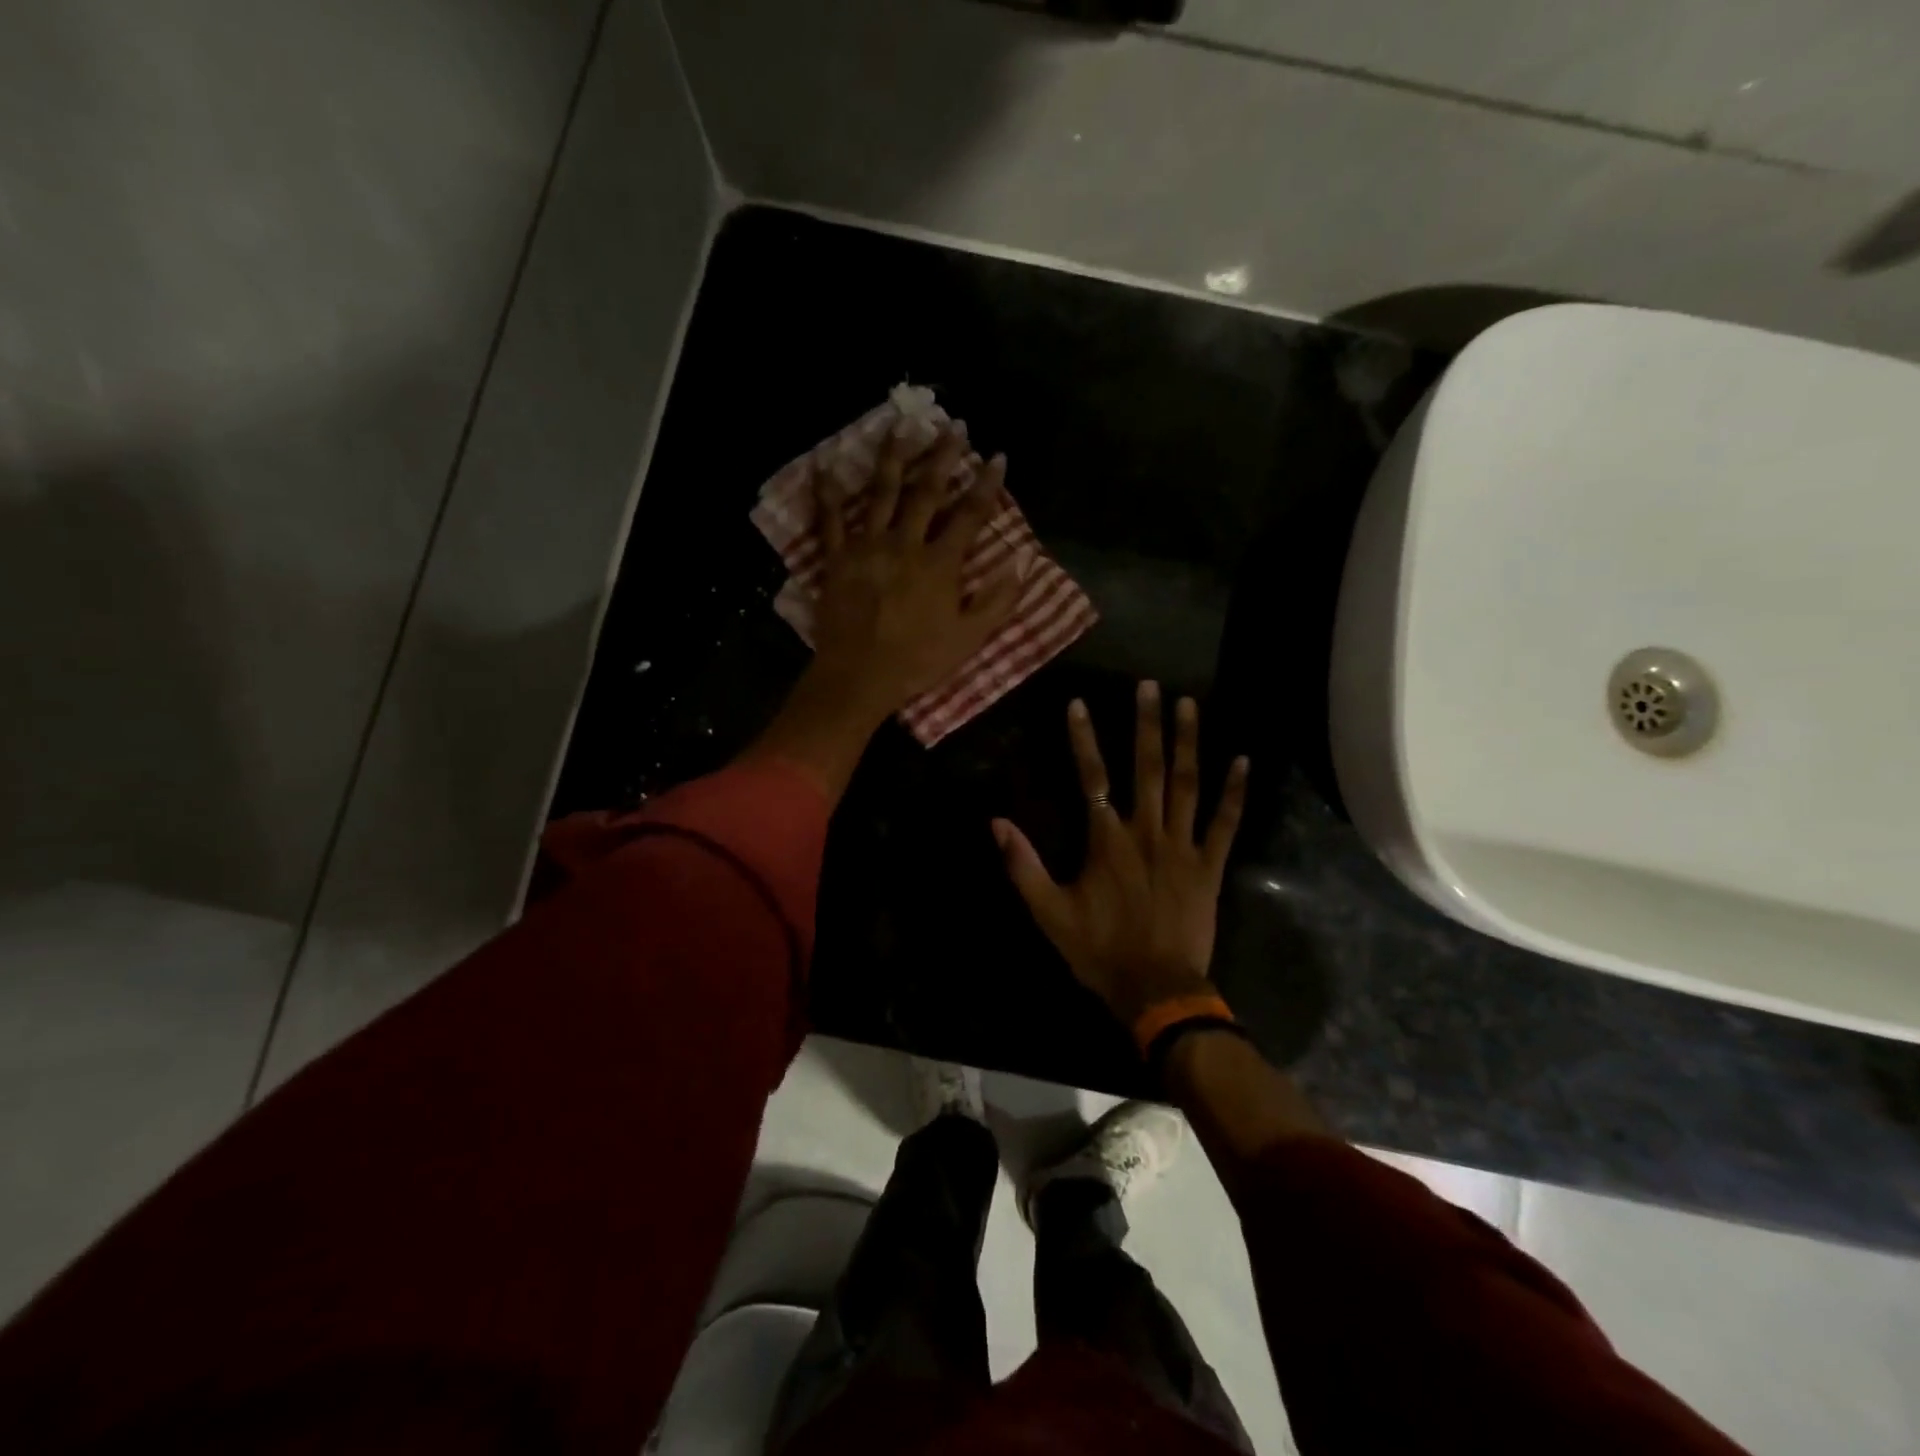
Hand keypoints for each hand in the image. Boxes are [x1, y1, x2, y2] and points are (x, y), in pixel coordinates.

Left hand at [744, 421, 1020, 803]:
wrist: (860, 677)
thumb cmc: (917, 661)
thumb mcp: (969, 638)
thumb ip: (997, 600)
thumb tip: (1021, 562)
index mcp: (940, 563)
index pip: (969, 515)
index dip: (986, 485)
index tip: (998, 456)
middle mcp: (905, 544)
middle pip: (926, 492)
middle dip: (943, 456)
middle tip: (953, 425)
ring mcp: (868, 547)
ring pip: (882, 493)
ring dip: (894, 457)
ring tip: (902, 425)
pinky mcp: (837, 558)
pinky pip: (829, 519)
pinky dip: (826, 492)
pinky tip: (825, 464)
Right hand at [993, 682, 1248, 1027]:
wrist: (1157, 990)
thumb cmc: (1100, 951)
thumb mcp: (1049, 913)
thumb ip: (1022, 866)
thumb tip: (996, 822)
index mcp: (1107, 841)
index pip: (1092, 777)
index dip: (1083, 739)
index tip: (1079, 703)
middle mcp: (1147, 832)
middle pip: (1147, 768)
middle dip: (1147, 724)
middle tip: (1150, 685)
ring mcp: (1183, 847)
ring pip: (1187, 784)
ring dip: (1187, 742)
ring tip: (1189, 704)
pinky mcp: (1210, 866)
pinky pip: (1225, 823)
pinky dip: (1235, 792)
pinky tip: (1243, 760)